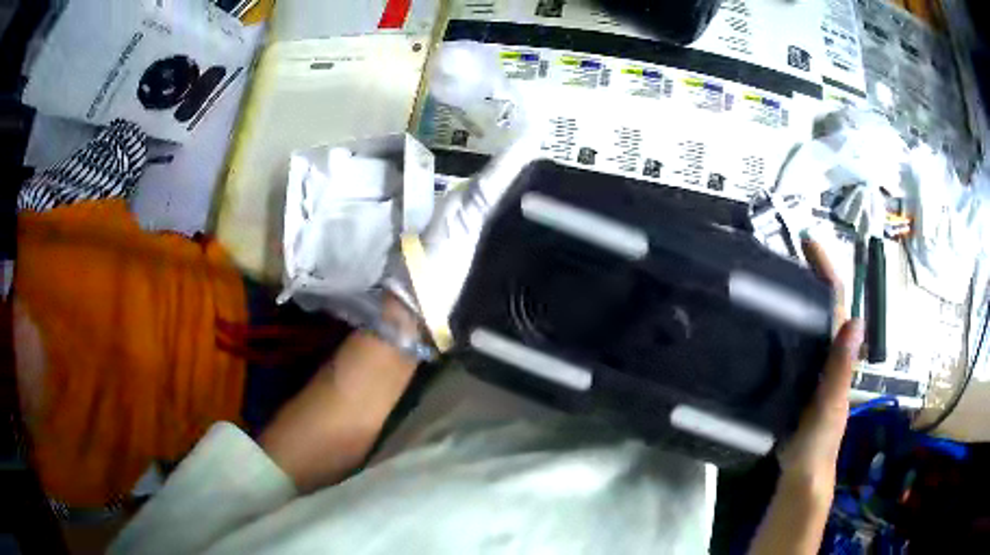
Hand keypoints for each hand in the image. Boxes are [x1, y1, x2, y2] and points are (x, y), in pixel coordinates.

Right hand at [779, 237, 862, 489]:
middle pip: (819, 305)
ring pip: (804, 322)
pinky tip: (760, 324)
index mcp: (837, 351)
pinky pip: (789, 344)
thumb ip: (841, 367)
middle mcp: (827, 351)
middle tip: (778, 252)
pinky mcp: (794, 378)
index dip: (825, 268)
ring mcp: (811, 365)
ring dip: (791, 297)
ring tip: (765, 277)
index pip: (836, 300)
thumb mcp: (830, 405)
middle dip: (806, 274)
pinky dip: (779, 326)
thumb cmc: (818, 441)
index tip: (806, 242)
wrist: (801, 471)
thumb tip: (856, 318)